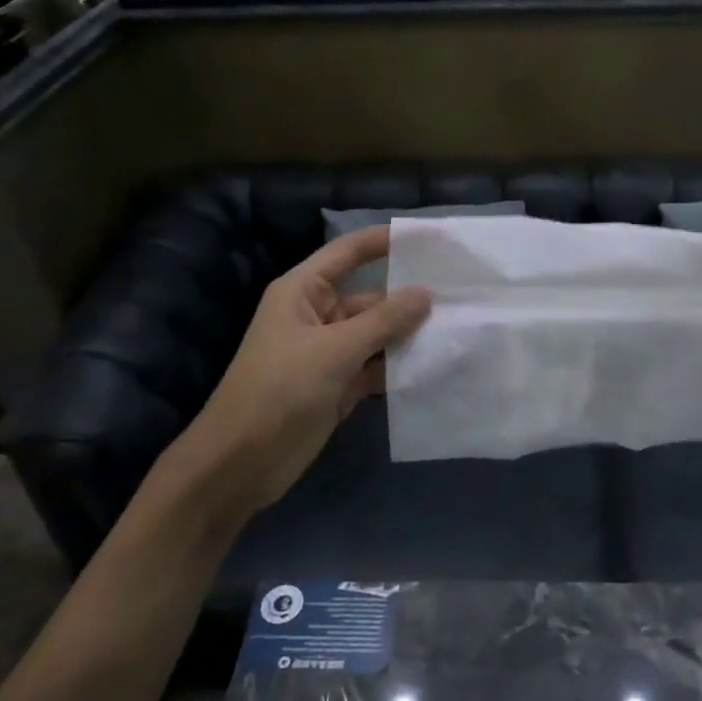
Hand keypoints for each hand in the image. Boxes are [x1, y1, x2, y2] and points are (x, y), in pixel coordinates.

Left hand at [193, 226, 430, 514]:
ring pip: (376, 334)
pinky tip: (435, 365)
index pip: (347, 253)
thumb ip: (383, 321)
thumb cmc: (280, 390)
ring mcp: (328, 353)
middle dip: (408, 297)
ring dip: (408, 335)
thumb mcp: (335, 350)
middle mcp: (316, 316)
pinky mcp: (337, 386)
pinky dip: (398, 367)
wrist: (241, 462)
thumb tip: (426, 294)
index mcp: (303, 292)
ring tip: (457, 328)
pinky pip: (374, 367)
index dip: (384, 241)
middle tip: (460, 294)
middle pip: (369, 297)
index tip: (428, 237)